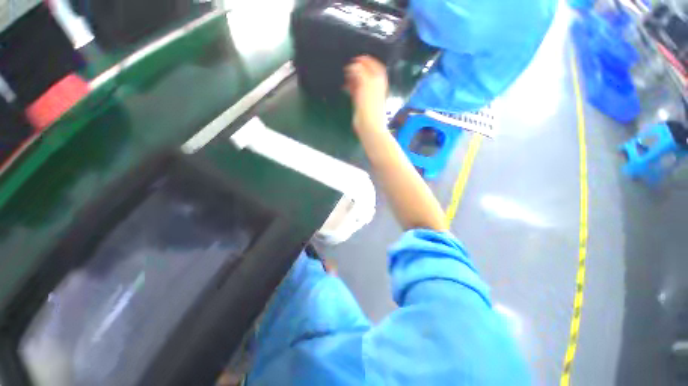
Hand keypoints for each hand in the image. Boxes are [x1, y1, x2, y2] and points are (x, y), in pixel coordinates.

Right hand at [345, 56, 387, 131]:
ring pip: (360, 82)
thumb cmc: (369, 105)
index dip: (366, 60)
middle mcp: (374, 86)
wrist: (369, 126)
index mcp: (379, 80)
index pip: (374, 65)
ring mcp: (367, 95)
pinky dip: (350, 86)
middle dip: (358, 68)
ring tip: (344, 73)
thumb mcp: (366, 84)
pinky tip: (344, 84)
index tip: (356, 57)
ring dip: (352, 77)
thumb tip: (353, 65)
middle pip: (367, 73)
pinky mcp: (361, 103)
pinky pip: (356, 91)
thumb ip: (360, 72)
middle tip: (347, 65)